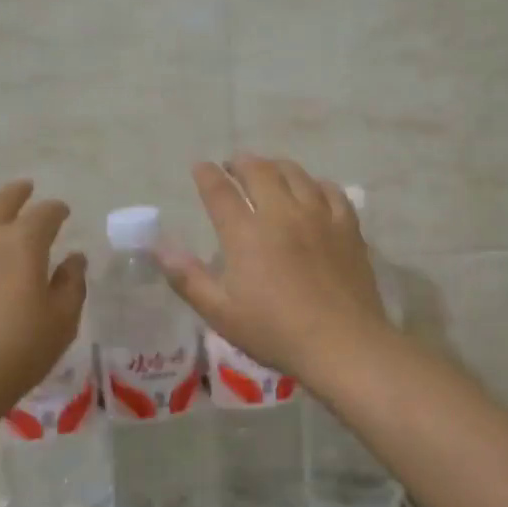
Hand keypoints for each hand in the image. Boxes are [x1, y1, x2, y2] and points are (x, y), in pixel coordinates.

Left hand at [0, 181, 86, 419]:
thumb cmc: (14, 354)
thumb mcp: (61, 323)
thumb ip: (71, 285)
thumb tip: (74, 259)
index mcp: (21, 242)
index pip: (45, 213)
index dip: (56, 210)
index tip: (61, 213)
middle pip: (0, 198)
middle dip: (18, 192)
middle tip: (26, 191)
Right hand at [158, 156, 389, 382]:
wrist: (342, 344)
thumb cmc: (275, 332)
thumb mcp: (220, 312)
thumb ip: (187, 277)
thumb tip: (159, 247)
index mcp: (246, 233)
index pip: (220, 191)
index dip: (207, 175)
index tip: (200, 166)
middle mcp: (282, 213)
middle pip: (259, 171)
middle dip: (241, 162)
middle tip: (233, 165)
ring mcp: (318, 216)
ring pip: (296, 174)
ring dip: (276, 166)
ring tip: (268, 170)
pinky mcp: (347, 227)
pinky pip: (331, 190)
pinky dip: (315, 183)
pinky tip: (312, 190)